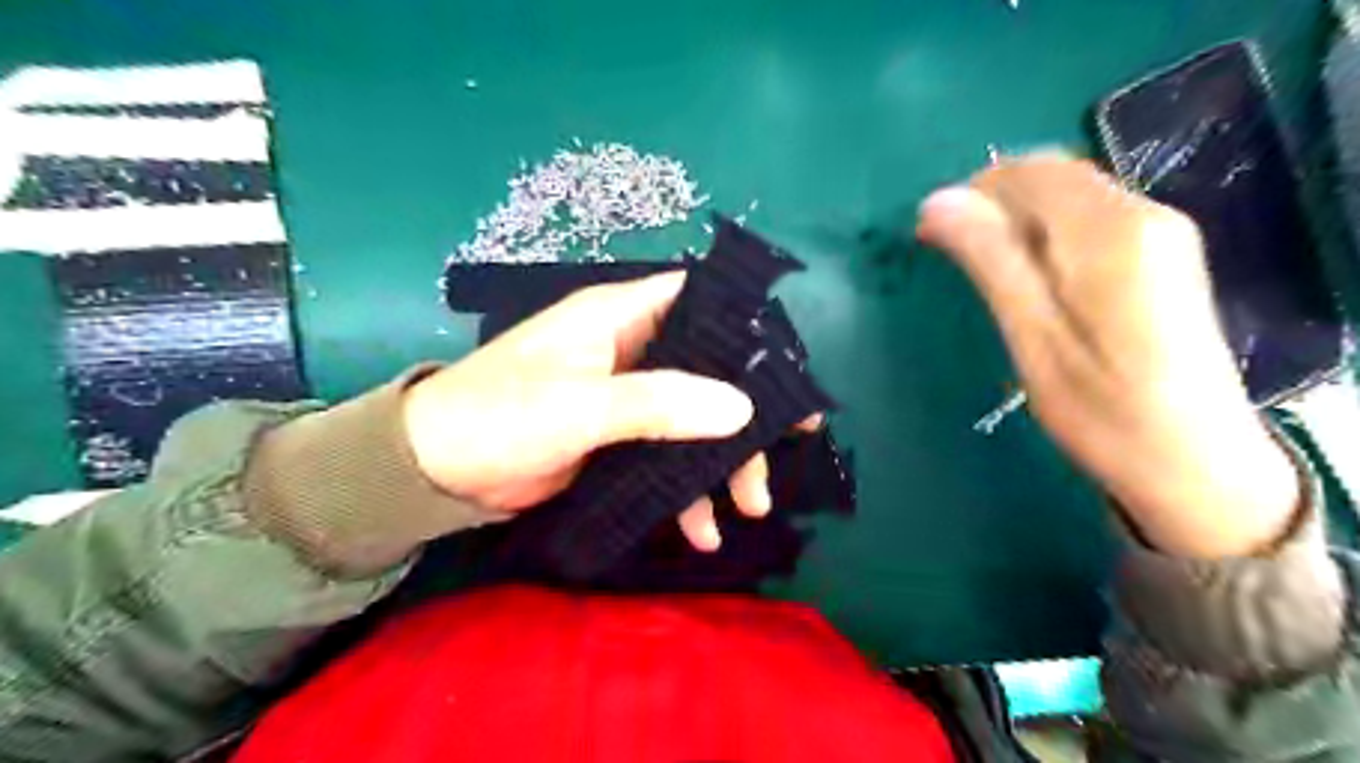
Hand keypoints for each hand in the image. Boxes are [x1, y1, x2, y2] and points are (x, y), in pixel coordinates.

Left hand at [399, 270, 809, 552]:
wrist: (435, 472)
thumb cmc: (499, 415)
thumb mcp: (579, 406)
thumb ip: (658, 403)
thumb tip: (740, 409)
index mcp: (621, 318)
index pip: (699, 302)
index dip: (746, 326)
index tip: (787, 365)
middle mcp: (631, 351)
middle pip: (709, 370)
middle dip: (747, 412)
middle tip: (791, 445)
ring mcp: (627, 400)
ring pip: (695, 420)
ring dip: (722, 463)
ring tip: (749, 508)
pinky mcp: (618, 442)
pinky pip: (668, 459)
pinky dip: (685, 491)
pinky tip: (700, 530)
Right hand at [920, 154, 1299, 559]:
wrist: (1195, 460)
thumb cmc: (1101, 409)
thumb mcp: (1032, 337)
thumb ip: (989, 260)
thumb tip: (936, 202)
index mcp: (1112, 232)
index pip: (1031, 172)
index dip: (972, 191)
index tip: (930, 232)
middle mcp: (1145, 213)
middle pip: (1054, 175)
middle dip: (992, 201)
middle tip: (949, 251)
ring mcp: (1162, 232)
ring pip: (1071, 194)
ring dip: (1016, 216)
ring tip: (980, 265)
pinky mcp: (1163, 254)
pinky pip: (1090, 218)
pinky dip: (1045, 231)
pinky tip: (1027, 273)